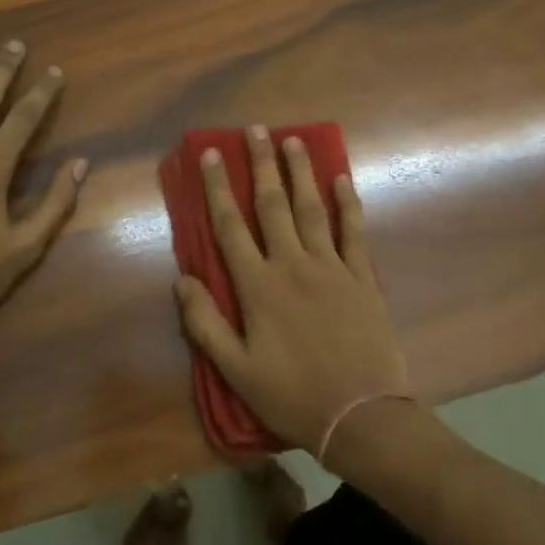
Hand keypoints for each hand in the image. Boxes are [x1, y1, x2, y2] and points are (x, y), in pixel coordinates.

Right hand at [174, 126, 409, 457]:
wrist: (361, 415)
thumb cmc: (291, 394)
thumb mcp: (236, 369)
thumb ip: (205, 323)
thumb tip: (181, 279)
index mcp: (258, 286)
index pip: (230, 226)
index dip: (217, 187)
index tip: (210, 154)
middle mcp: (293, 265)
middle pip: (272, 205)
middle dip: (261, 164)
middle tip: (255, 129)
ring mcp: (332, 267)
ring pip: (312, 209)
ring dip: (300, 172)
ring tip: (293, 140)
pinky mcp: (362, 278)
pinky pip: (354, 232)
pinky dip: (348, 203)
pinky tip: (343, 178)